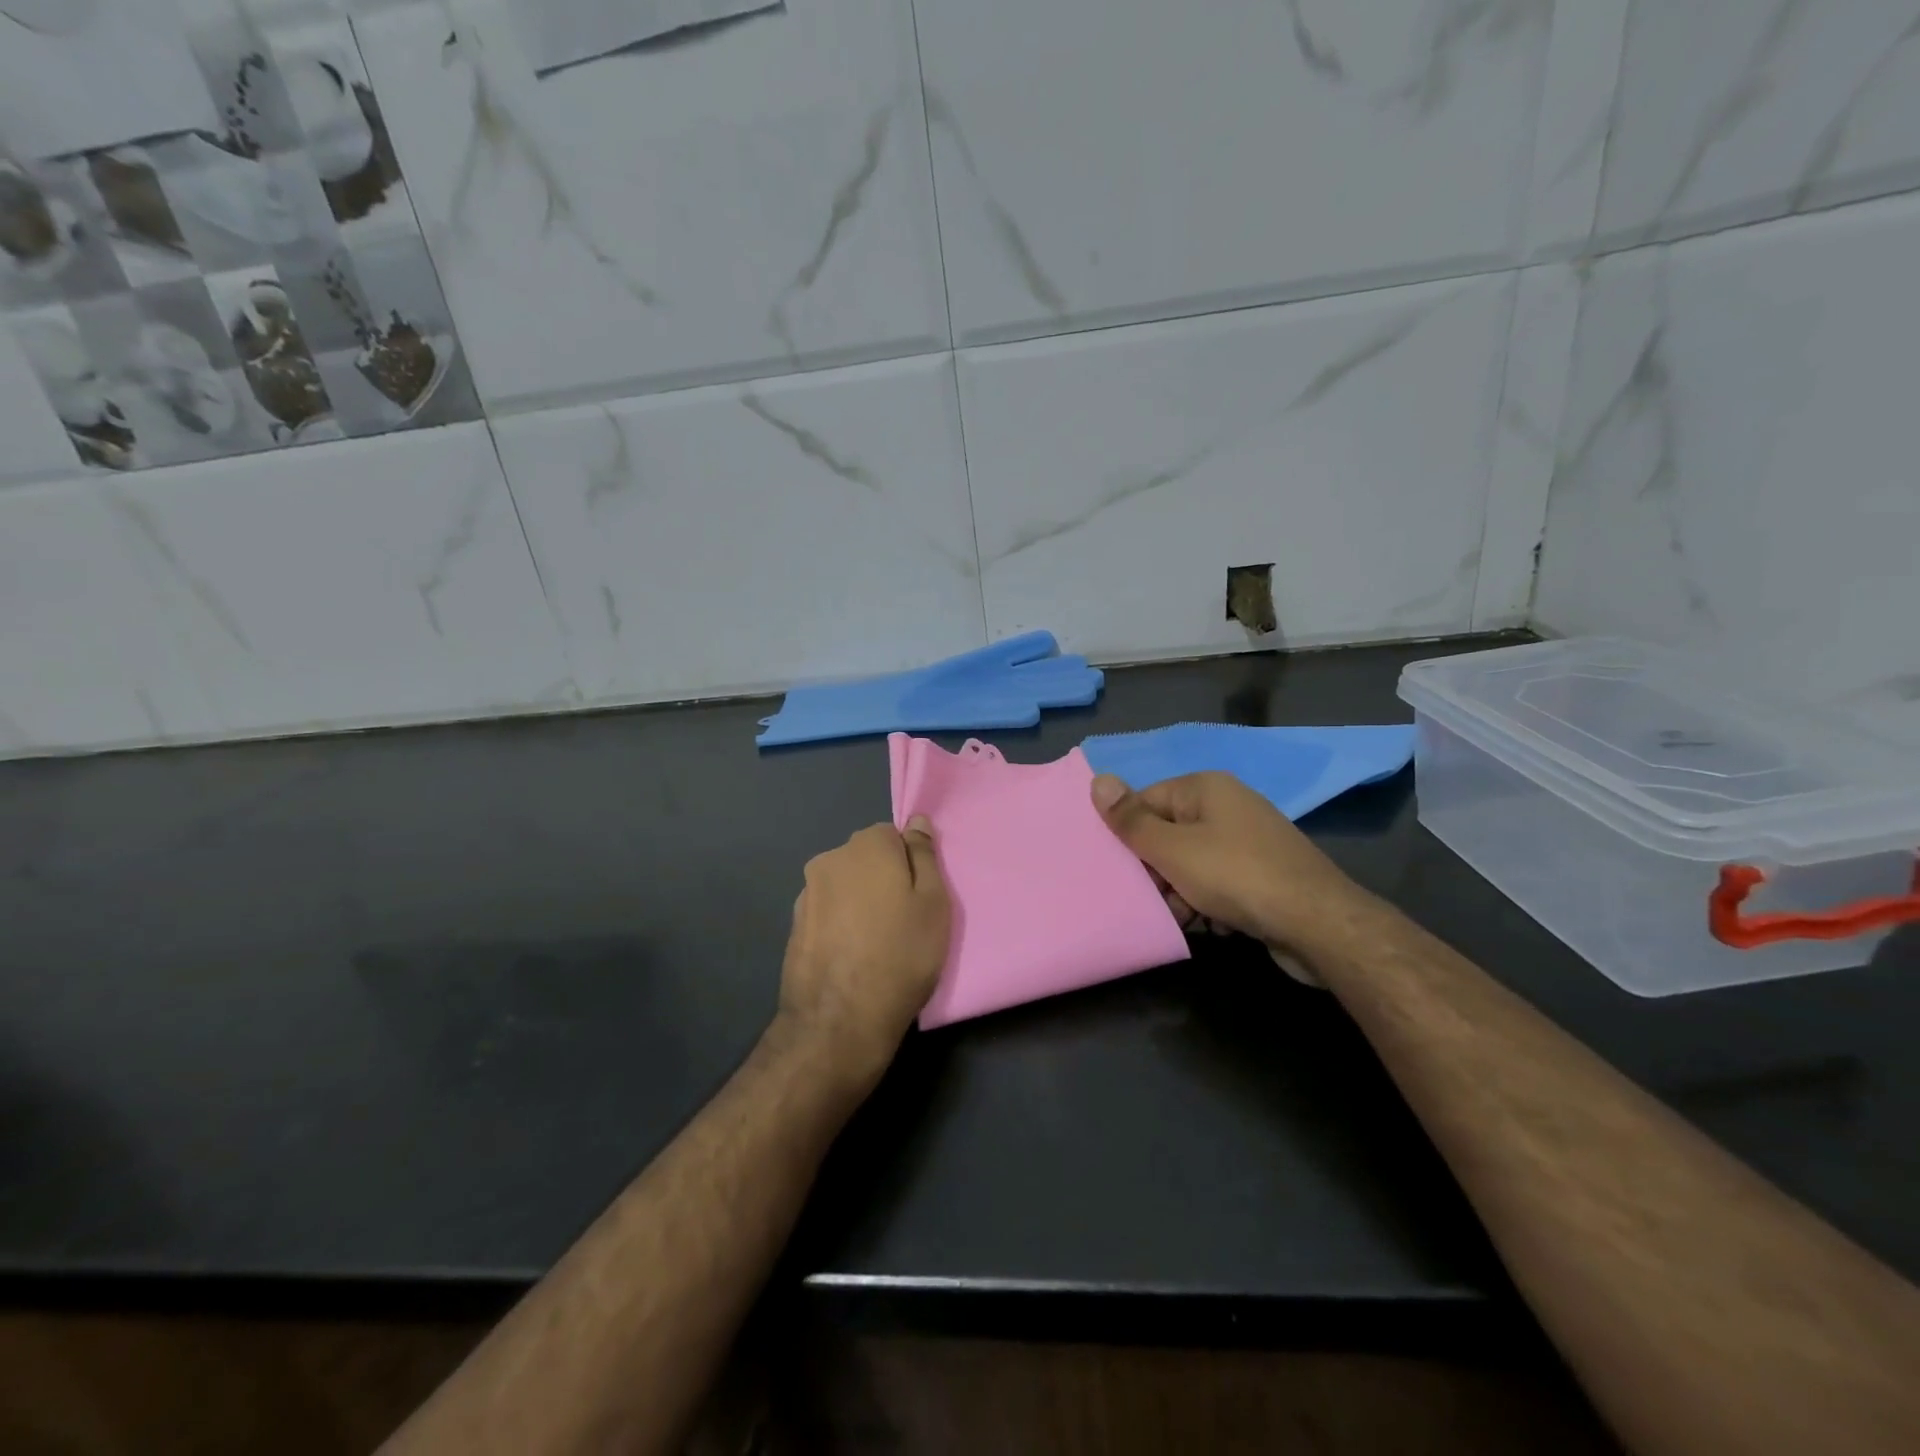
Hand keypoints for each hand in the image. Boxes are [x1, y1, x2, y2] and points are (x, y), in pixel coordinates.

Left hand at [775, 818, 950, 1084]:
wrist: (839, 1021)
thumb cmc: (901, 956)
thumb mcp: (933, 903)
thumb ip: (925, 856)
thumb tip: (917, 822)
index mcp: (866, 846)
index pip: (893, 836)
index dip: (910, 865)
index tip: (919, 897)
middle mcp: (830, 858)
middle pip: (866, 859)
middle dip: (883, 880)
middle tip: (903, 921)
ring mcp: (806, 892)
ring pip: (845, 886)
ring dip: (859, 903)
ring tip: (876, 944)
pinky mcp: (794, 925)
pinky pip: (827, 912)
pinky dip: (840, 924)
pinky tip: (852, 956)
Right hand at [1091, 771, 1376, 980]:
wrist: (1318, 924)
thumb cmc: (1235, 876)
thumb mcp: (1172, 849)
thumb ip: (1131, 820)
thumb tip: (1097, 779)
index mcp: (1205, 788)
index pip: (1146, 800)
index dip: (1128, 833)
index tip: (1119, 868)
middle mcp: (1228, 806)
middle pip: (1169, 833)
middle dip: (1156, 869)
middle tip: (1151, 898)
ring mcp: (1250, 840)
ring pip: (1193, 862)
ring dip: (1181, 892)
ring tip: (1184, 917)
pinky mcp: (1265, 873)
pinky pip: (1221, 882)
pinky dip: (1210, 902)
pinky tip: (1213, 925)